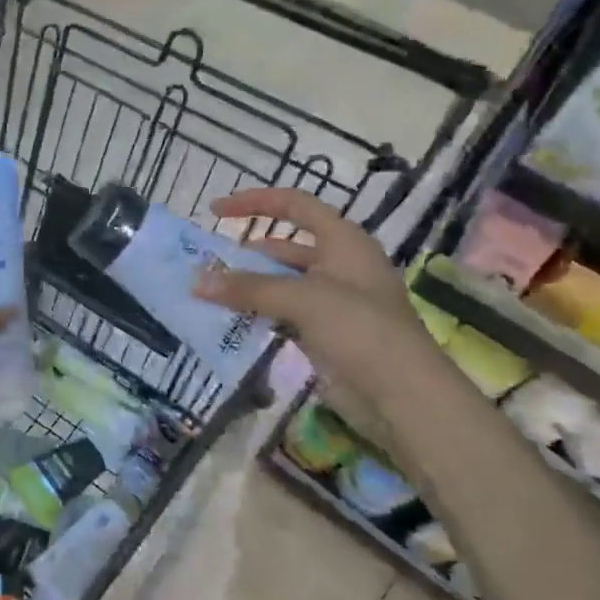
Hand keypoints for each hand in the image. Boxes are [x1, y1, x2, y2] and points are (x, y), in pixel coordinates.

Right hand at [193, 188, 436, 410]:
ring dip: (248, 288)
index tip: (216, 211)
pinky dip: (258, 315)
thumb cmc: (360, 329)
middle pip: (284, 248)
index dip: (256, 202)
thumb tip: (195, 281)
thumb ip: (248, 288)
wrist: (403, 397)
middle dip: (245, 255)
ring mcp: (333, 302)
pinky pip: (283, 315)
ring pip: (281, 284)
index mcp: (343, 241)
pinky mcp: (325, 334)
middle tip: (205, 265)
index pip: (295, 205)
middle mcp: (338, 265)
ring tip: (208, 294)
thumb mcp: (303, 299)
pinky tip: (230, 322)